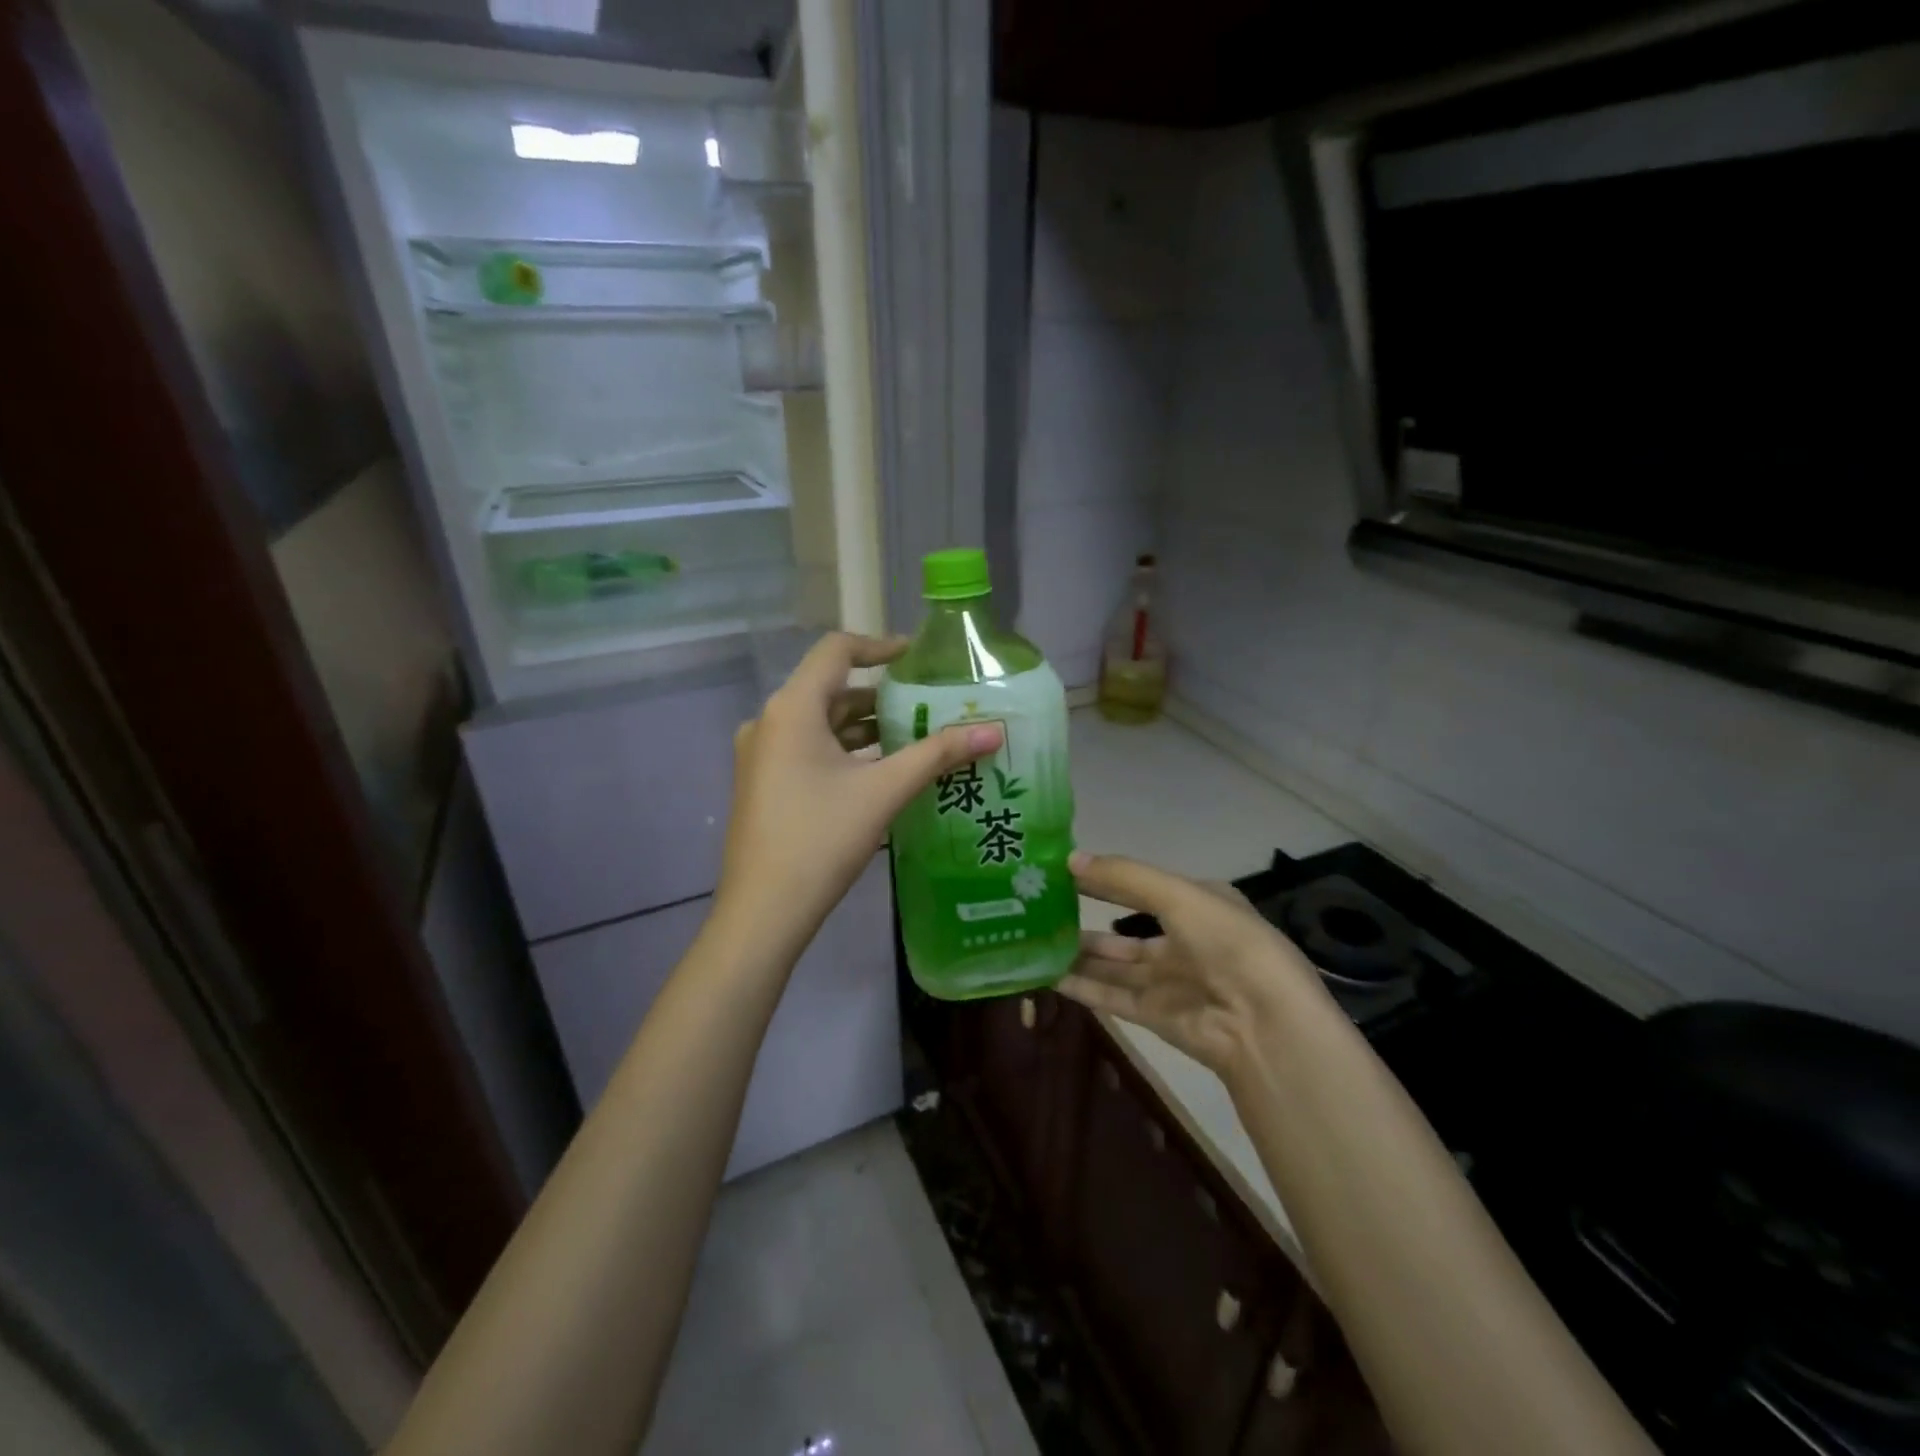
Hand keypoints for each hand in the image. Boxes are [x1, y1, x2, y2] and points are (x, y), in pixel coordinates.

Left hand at [715, 632, 1002, 950]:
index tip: (919, 657)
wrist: (764, 911)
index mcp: (792, 708)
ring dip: (866, 727)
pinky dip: (846, 751)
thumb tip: (993, 732)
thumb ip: (937, 755)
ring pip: (821, 723)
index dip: (881, 645)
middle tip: (929, 705)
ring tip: (915, 738)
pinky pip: (809, 750)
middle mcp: (770, 721)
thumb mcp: (884, 791)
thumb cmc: (821, 838)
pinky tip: (881, 772)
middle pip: (831, 689)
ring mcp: (761, 754)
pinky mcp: (764, 783)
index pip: (837, 650)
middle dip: (881, 696)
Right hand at [1060, 852, 1325, 1079]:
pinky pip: (1110, 994)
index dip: (1104, 878)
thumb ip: (1124, 877)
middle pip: (1123, 928)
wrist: (1264, 1026)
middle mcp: (1183, 940)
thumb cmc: (1228, 944)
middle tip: (1038, 908)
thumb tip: (1069, 859)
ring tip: (1033, 940)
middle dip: (1085, 917)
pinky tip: (1047, 974)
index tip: (1061, 871)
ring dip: (1076, 953)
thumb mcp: (1178, 895)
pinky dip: (1080, 985)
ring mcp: (1168, 980)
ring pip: (1112, 963)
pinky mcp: (1155, 1015)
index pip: (1141, 885)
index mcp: (1198, 904)